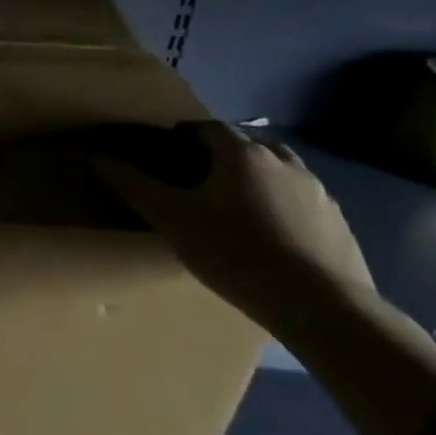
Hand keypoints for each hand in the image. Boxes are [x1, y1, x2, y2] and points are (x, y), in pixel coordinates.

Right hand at [87, 121, 372, 324]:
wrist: (322, 306)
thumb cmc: (236, 253)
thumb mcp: (173, 220)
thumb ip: (134, 186)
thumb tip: (96, 158)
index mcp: (242, 153)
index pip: (207, 128)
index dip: (183, 137)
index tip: (166, 156)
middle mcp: (284, 162)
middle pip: (246, 144)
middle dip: (222, 155)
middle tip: (199, 182)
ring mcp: (318, 192)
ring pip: (278, 171)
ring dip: (256, 179)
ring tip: (236, 208)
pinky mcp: (339, 223)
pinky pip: (301, 201)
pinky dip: (282, 207)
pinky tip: (271, 237)